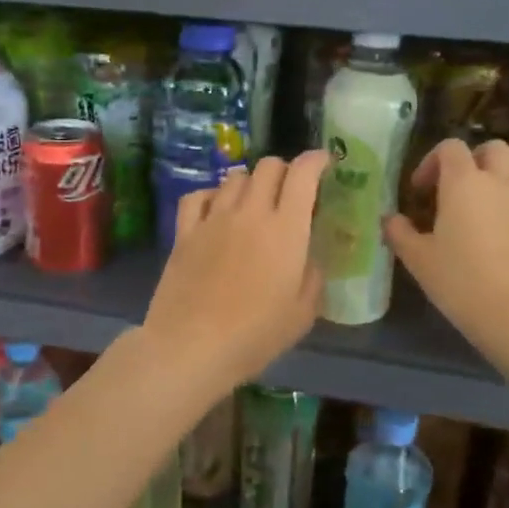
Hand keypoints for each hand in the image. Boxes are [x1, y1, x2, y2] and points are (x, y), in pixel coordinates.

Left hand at [140, 151, 327, 393]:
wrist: (191, 346)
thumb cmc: (255, 335)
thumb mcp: (303, 313)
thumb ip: (313, 276)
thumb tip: (308, 256)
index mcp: (286, 229)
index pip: (302, 174)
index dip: (316, 160)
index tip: (324, 163)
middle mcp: (250, 212)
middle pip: (268, 166)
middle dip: (284, 170)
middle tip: (290, 191)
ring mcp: (213, 219)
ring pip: (234, 177)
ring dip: (250, 182)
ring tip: (254, 202)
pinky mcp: (184, 231)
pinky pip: (198, 196)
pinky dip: (212, 195)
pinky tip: (216, 210)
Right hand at [385, 139, 508, 364]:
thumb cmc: (460, 281)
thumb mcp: (418, 259)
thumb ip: (400, 232)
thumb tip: (390, 219)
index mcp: (464, 182)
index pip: (450, 147)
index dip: (432, 161)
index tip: (421, 190)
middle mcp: (498, 182)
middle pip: (493, 148)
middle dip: (473, 159)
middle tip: (455, 186)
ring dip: (501, 174)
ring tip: (484, 200)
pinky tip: (498, 229)